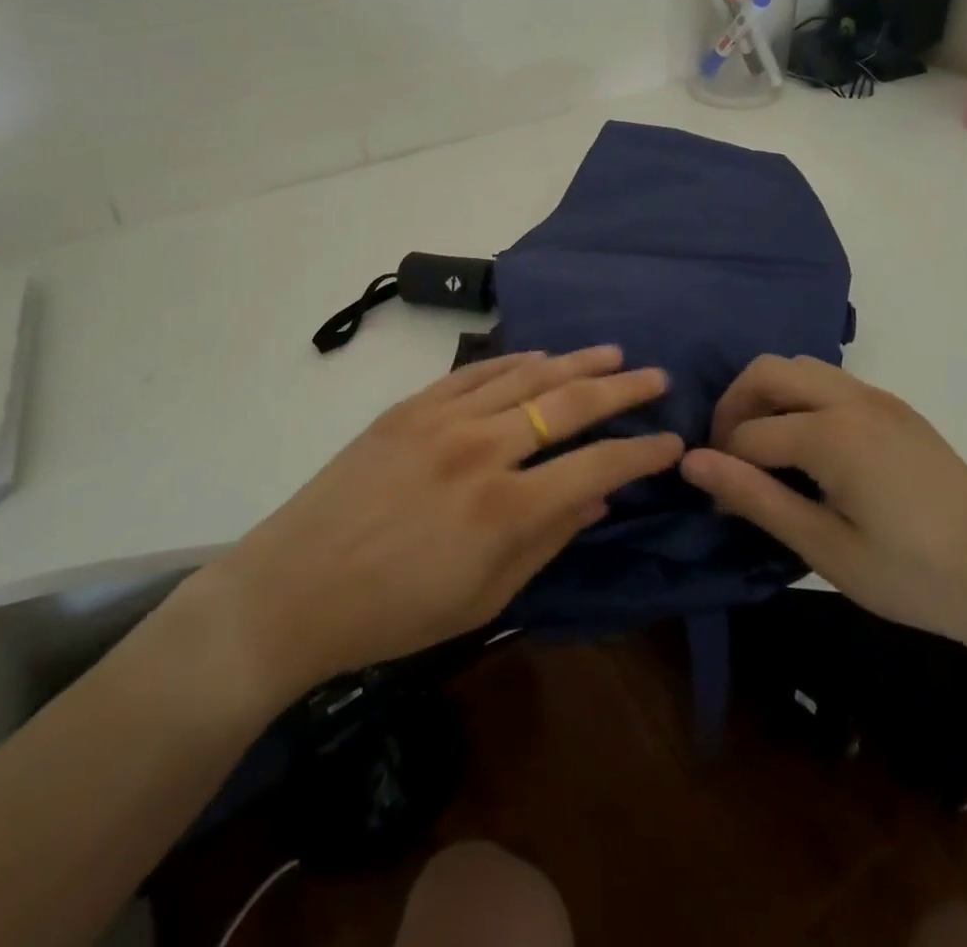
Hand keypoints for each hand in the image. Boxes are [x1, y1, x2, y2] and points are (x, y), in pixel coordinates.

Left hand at [201, 347, 680, 700]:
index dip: (642, 452)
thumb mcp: (484, 598)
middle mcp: (482, 448)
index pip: (597, 465)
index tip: (671, 442)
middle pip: (569, 404)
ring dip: (575, 362)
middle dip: (621, 388)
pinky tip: (540, 356)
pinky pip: (476, 372)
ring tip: (612, 353)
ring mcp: (443, 418)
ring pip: (526, 375)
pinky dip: (515, 361)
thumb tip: (599, 499)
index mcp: (506, 508)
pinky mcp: (411, 406)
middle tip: (656, 377)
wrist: (295, 587)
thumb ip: (548, 541)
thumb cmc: (395, 613)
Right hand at [679, 355, 966, 654]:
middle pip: (767, 372)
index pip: (750, 434)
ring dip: (768, 396)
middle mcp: (852, 399)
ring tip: (764, 450)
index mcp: (833, 434)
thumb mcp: (825, 548)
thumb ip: (754, 498)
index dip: (723, 465)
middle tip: (728, 456)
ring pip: (800, 368)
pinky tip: (808, 448)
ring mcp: (879, 398)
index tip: (719, 503)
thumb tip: (690, 462)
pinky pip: (830, 381)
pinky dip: (800, 398)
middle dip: (734, 406)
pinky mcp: (897, 408)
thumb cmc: (914, 577)